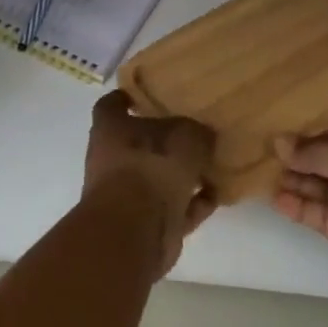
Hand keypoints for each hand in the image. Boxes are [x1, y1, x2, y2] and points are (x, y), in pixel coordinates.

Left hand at [83, 91, 216, 276]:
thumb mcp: (185, 136)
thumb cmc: (152, 166)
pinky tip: (216, 195)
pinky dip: (192, 204)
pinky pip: (173, 208)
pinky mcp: (145, 225)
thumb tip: (203, 135)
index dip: (125, 98)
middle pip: (139, 144)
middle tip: (194, 131)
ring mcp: (127, 196)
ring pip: (157, 178)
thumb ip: (196, 132)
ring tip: (212, 164)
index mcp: (111, 130)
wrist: (136, 230)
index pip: (111, 105)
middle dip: (165, 141)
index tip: (142, 95)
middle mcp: (113, 161)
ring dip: (182, 176)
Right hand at [274, 123, 327, 310]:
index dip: (316, 132)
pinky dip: (303, 207)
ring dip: (299, 182)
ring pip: (327, 189)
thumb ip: (319, 153)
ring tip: (263, 174)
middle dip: (304, 157)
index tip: (282, 129)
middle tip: (264, 152)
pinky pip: (326, 216)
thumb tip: (280, 141)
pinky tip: (277, 199)